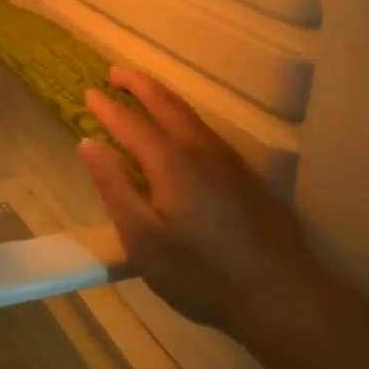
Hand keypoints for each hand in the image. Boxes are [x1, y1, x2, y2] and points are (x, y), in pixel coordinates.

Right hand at [79, 68, 322, 344]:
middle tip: (114, 72)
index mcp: (170, 162)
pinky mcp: (245, 175)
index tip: (88, 92)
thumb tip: (88, 144)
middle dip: (137, 84)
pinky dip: (181, 115)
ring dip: (161, 96)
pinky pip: (204, 129)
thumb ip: (113, 187)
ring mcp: (228, 160)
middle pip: (165, 103)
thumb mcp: (143, 240)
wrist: (281, 296)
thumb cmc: (201, 274)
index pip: (130, 122)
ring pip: (189, 114)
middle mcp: (200, 149)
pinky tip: (180, 130)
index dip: (106, 107)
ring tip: (142, 91)